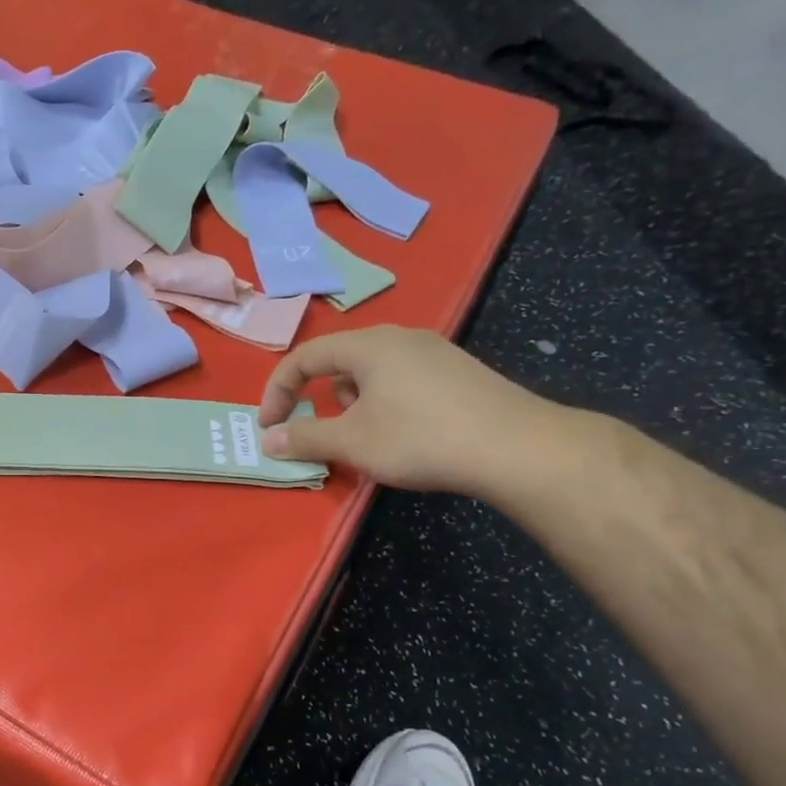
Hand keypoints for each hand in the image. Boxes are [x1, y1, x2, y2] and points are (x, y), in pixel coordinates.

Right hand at [258, 326, 568, 497]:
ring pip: (372, 372)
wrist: (517, 448)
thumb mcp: (351, 442)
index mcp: (368, 345)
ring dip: (353, 404)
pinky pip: (402, 381)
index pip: (304, 357)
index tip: (270, 426)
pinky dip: (385, 404)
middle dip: (319, 398)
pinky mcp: (459, 373)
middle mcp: (400, 337)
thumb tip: (269, 440)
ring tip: (366, 438)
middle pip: (339, 361)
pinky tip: (405, 435)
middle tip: (320, 433)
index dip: (278, 391)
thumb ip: (304, 438)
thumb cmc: (420, 438)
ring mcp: (435, 352)